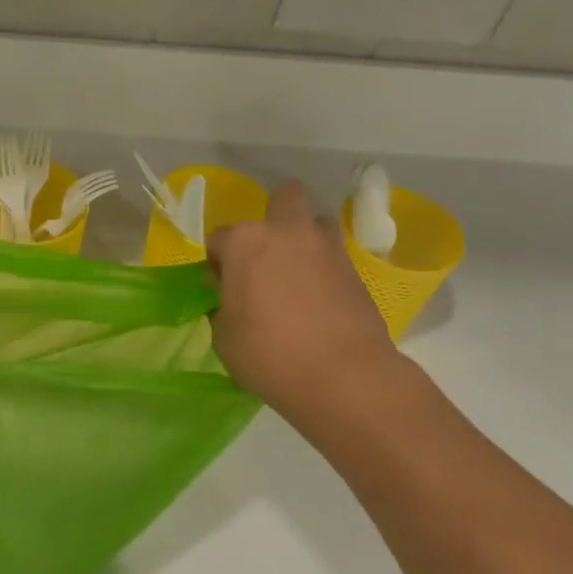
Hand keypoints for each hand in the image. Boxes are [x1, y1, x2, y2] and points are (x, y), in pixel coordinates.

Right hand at [207, 180, 400, 415]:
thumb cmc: (268, 353)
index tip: (220, 289)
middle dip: (272, 217)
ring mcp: (327, 248)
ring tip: (294, 274)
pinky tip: (315, 300)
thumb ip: (223, 307)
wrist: (343, 375)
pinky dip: (322, 269)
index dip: (216, 263)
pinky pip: (332, 257)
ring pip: (315, 222)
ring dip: (303, 238)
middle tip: (264, 256)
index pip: (219, 238)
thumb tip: (231, 299)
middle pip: (284, 198)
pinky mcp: (355, 271)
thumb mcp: (224, 337)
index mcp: (246, 242)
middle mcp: (288, 232)